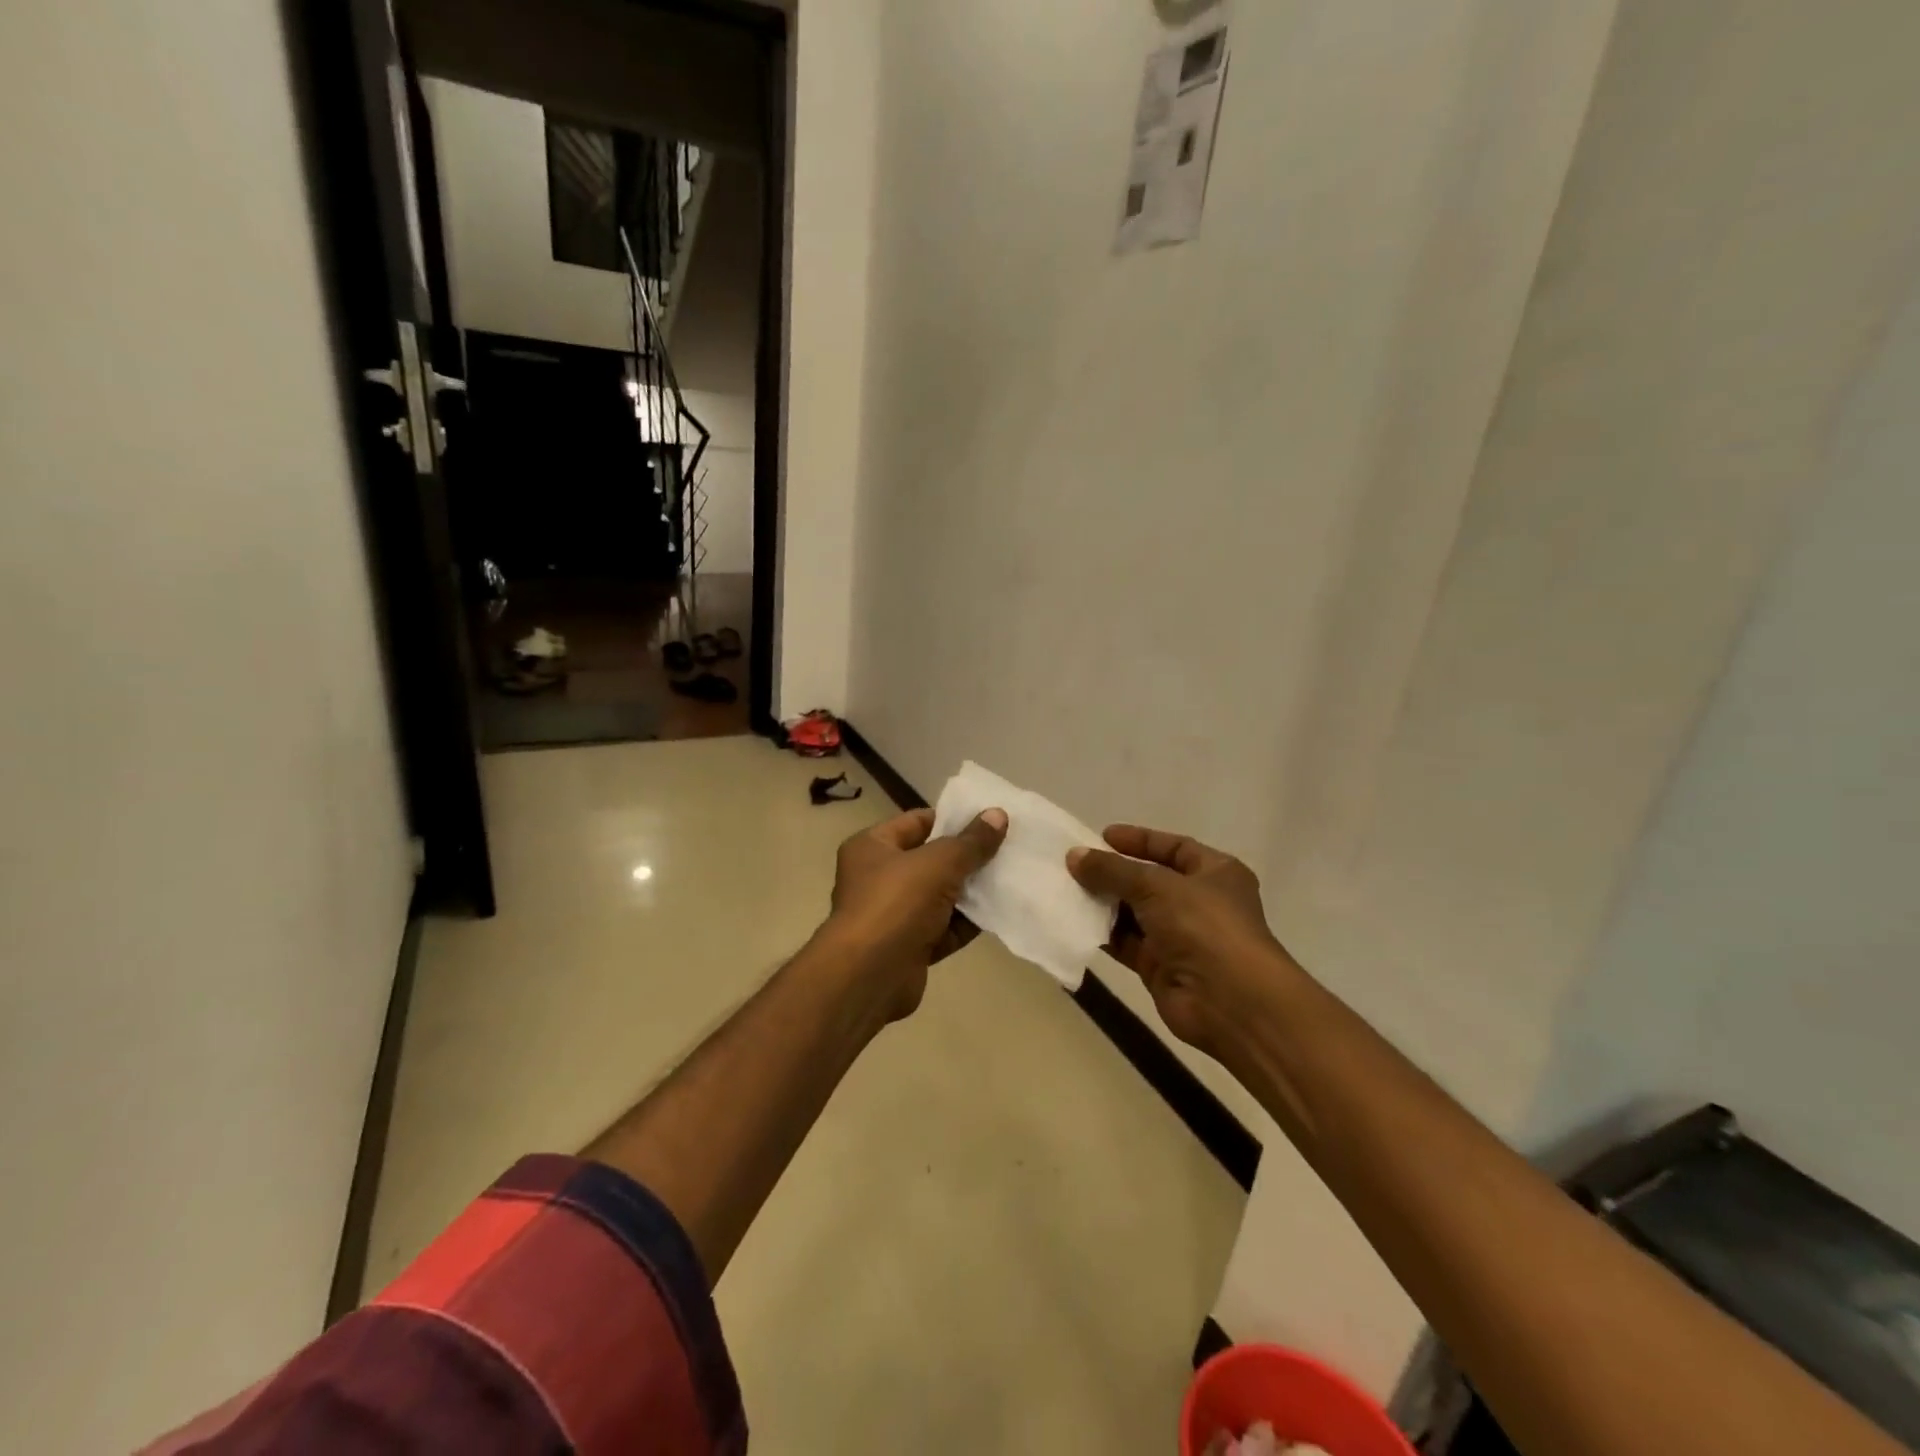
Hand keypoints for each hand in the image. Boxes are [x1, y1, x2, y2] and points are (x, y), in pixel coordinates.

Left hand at [821, 806, 1007, 1019]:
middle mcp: (877, 878)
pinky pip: (943, 929)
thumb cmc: (896, 903)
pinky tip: (998, 915)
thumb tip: (998, 814)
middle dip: (966, 858)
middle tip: (1007, 849)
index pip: (916, 822)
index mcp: (872, 847)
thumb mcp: (939, 863)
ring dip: (970, 892)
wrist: (869, 976)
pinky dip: (966, 925)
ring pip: (939, 897)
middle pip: (930, 861)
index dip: (951, 819)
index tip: (988, 820)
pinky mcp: (908, 948)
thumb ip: (971, 841)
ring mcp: (892, 915)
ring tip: (1009, 880)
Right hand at [1067, 825, 1293, 1055]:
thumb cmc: (1203, 926)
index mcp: (1216, 873)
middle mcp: (1200, 902)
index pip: (1174, 847)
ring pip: (1135, 912)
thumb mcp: (1156, 886)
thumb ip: (1113, 870)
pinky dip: (1104, 933)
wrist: (1228, 1002)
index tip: (1102, 837)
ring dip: (1105, 903)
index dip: (1139, 840)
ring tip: (1066, 889)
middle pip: (1150, 880)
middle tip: (1075, 865)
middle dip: (1114, 873)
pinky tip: (1075, 922)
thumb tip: (1074, 856)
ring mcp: (1181, 936)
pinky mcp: (1161, 966)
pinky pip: (1127, 943)